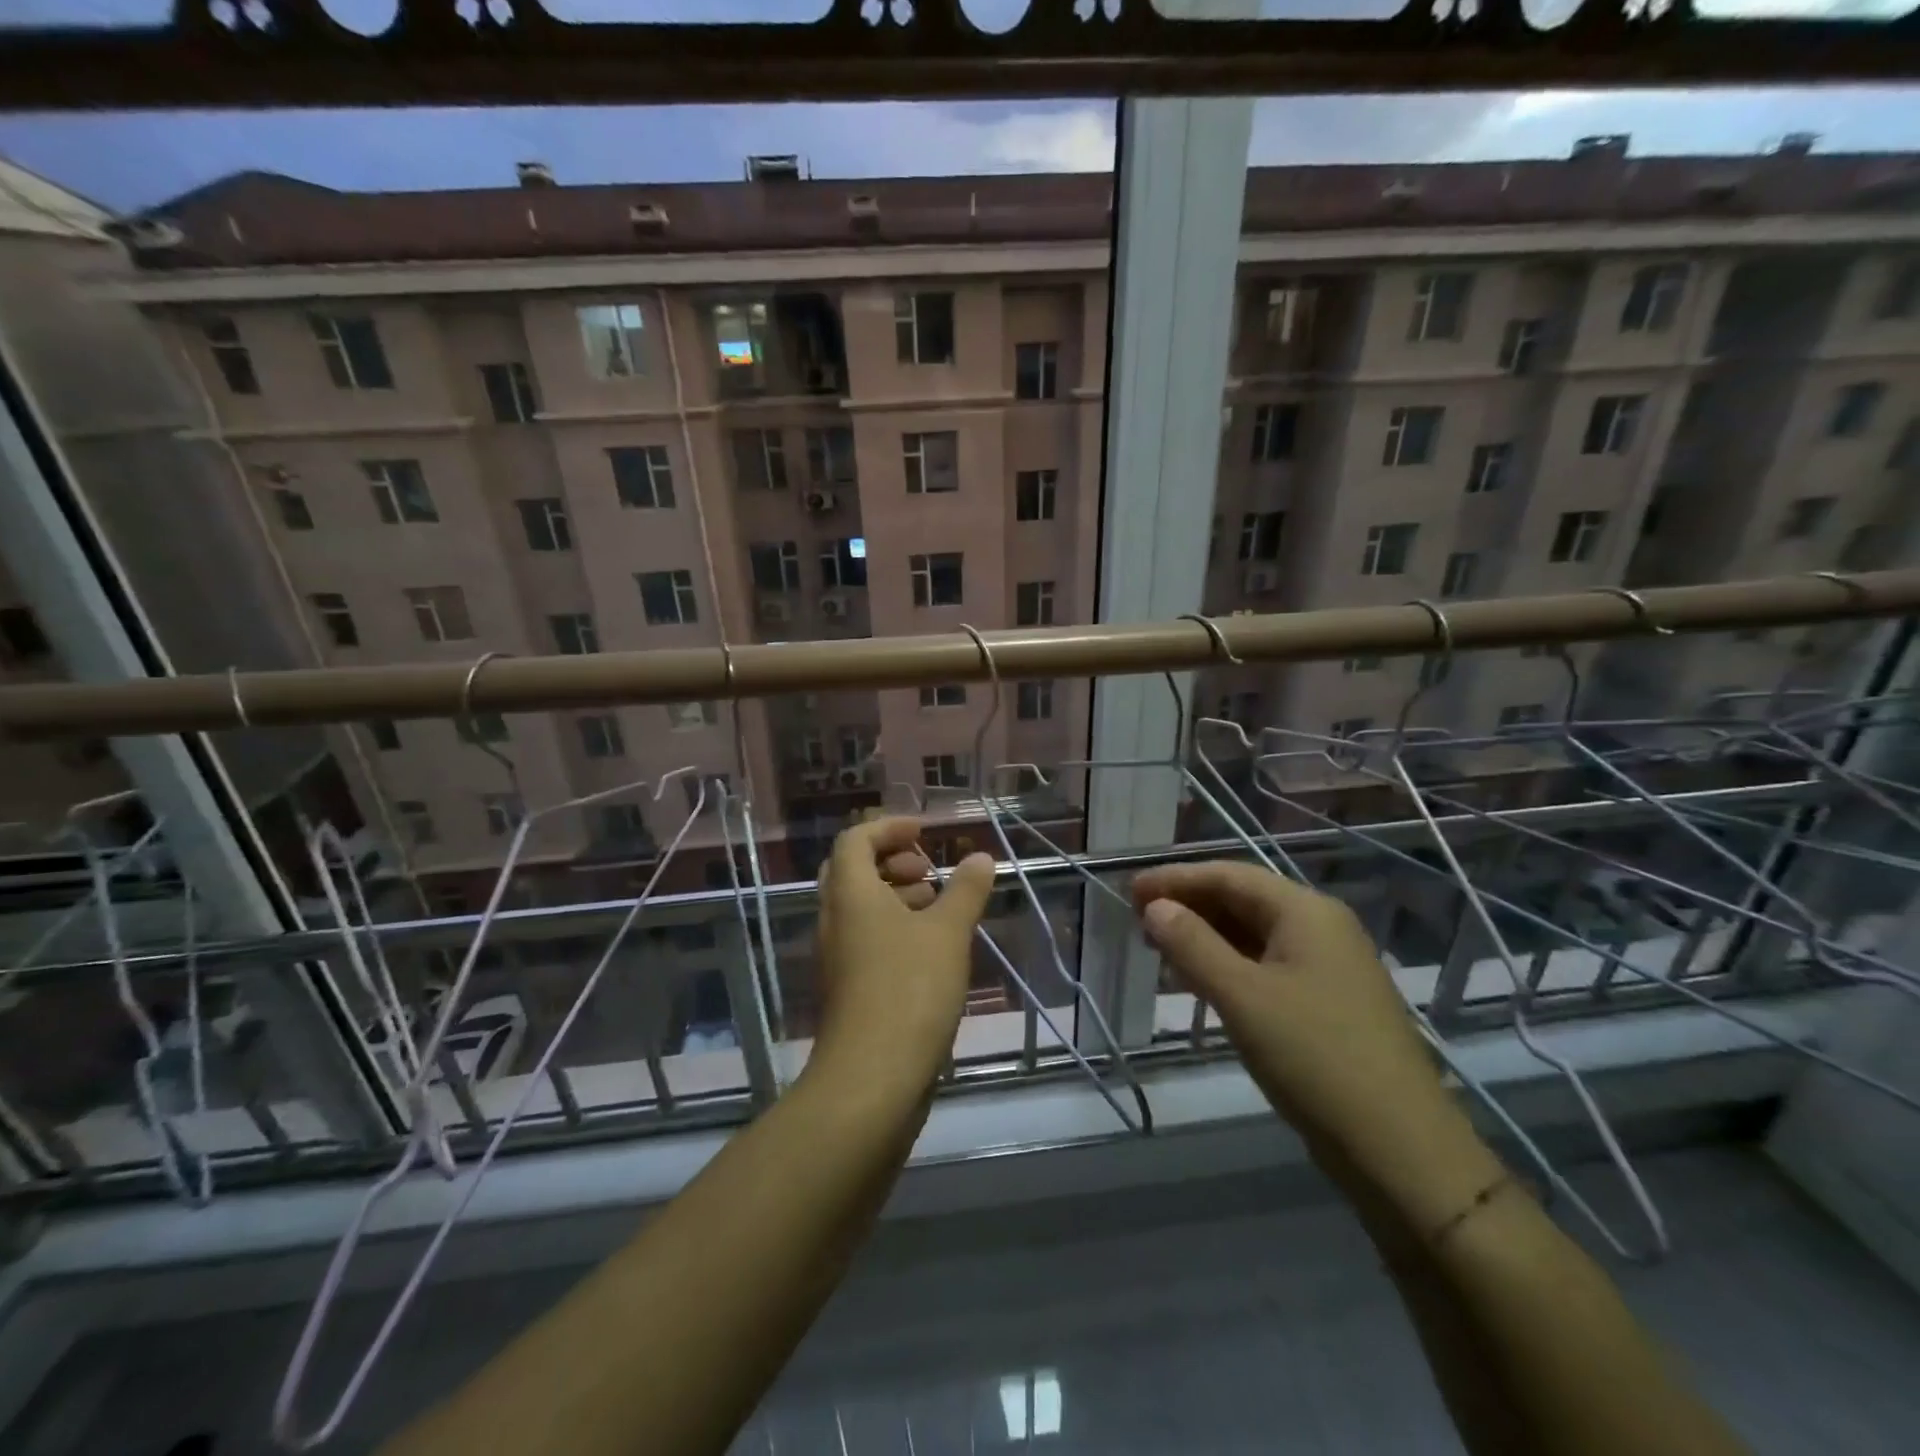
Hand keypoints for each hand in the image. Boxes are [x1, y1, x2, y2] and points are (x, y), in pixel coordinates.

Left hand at [811, 816, 994, 1095]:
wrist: (872, 1077)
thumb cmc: (909, 989)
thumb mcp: (948, 932)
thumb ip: (966, 890)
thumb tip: (981, 857)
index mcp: (850, 894)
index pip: (855, 839)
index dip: (889, 828)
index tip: (924, 833)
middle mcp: (835, 919)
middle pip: (853, 871)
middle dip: (892, 861)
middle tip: (928, 870)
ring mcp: (838, 957)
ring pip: (861, 908)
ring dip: (896, 896)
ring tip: (939, 906)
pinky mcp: (849, 988)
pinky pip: (867, 940)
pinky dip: (895, 929)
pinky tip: (932, 948)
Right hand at [1132, 862, 1490, 1208]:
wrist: (1400, 1148)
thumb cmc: (1314, 1058)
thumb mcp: (1242, 996)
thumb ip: (1192, 945)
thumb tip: (1155, 907)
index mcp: (1306, 912)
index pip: (1229, 876)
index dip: (1175, 879)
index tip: (1129, 890)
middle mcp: (1321, 928)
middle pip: (1243, 900)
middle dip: (1189, 906)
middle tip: (1138, 920)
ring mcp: (1329, 967)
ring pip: (1254, 935)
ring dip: (1206, 937)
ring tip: (1160, 949)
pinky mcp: (1328, 1003)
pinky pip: (1267, 966)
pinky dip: (1229, 965)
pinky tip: (1202, 982)